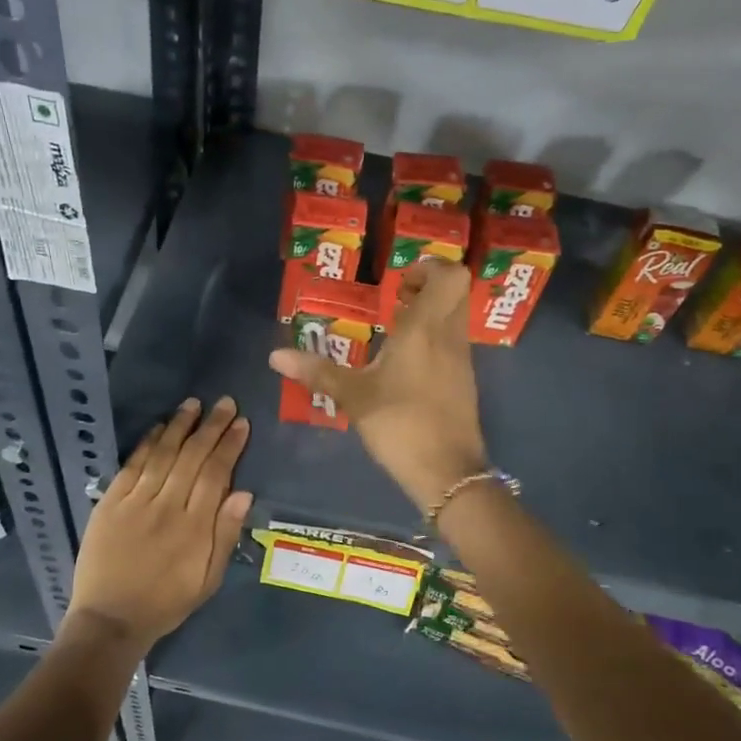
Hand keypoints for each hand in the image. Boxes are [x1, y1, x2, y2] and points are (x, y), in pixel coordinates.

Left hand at [67, 396, 252, 649]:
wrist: (110, 620)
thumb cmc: (166, 602)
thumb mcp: (208, 580)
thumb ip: (225, 535)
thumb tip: (244, 493)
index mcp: (194, 527)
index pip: (216, 474)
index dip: (230, 446)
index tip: (241, 423)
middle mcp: (167, 506)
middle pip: (192, 457)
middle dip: (211, 427)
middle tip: (225, 403)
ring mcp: (136, 502)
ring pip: (163, 454)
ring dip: (180, 426)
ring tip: (194, 404)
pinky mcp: (110, 503)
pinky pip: (132, 465)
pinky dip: (147, 443)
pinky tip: (159, 427)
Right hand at [268, 261, 486, 512]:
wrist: (447, 473)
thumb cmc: (400, 425)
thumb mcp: (354, 397)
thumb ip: (317, 372)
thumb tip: (275, 356)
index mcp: (426, 330)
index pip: (451, 276)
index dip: (430, 267)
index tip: (400, 282)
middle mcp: (450, 337)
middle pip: (456, 291)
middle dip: (429, 287)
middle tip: (396, 300)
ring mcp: (462, 361)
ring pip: (456, 318)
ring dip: (430, 315)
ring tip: (393, 332)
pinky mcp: (464, 383)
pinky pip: (453, 344)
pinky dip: (434, 341)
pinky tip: (404, 365)